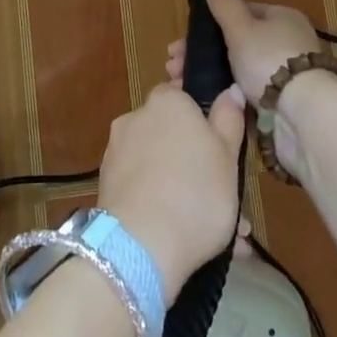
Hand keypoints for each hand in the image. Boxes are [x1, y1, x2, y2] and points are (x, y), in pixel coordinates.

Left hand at [97, 83, 245, 297]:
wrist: (140, 247)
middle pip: (170, 132)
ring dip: (181, 188)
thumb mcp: (228, 156)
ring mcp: (116, 151)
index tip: (219, 147)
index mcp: (167, 102)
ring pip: (158, 165)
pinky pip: (141, 188)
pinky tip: (184, 238)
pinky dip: (160, 205)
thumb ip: (229, 119)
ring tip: (213, 231)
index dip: (202, 119)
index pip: (183, 95)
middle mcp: (136, 117)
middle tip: (221, 194)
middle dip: (194, 160)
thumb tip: (230, 90)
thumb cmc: (195, 194)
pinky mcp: (105, 185)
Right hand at [166, 0, 321, 108]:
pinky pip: (246, 93)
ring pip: (238, 70)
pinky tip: (205, 101)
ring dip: (209, 75)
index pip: (243, 13)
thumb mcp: (241, 27)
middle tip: (174, 67)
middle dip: (203, 54)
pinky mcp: (282, 103)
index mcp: (282, 18)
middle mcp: (287, 42)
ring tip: (181, 85)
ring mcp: (285, 74)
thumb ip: (224, 3)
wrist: (302, 114)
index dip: (210, 25)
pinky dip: (225, 95)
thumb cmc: (269, 60)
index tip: (183, 41)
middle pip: (237, 43)